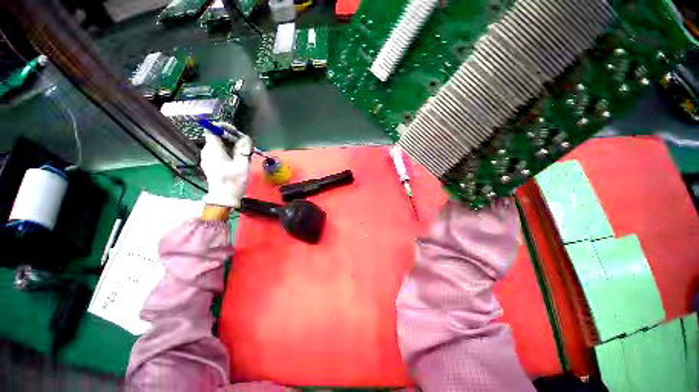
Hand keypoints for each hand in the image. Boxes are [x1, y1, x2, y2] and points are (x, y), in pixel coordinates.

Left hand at [200, 131, 251, 208]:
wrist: (224, 199)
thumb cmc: (233, 182)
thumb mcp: (242, 165)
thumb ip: (244, 150)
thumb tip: (246, 138)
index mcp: (213, 150)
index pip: (212, 130)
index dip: (223, 127)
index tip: (236, 132)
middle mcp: (207, 152)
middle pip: (216, 137)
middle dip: (230, 136)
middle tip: (244, 142)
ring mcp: (208, 158)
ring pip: (218, 144)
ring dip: (230, 144)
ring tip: (243, 150)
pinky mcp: (211, 164)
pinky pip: (218, 152)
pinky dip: (228, 151)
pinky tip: (237, 157)